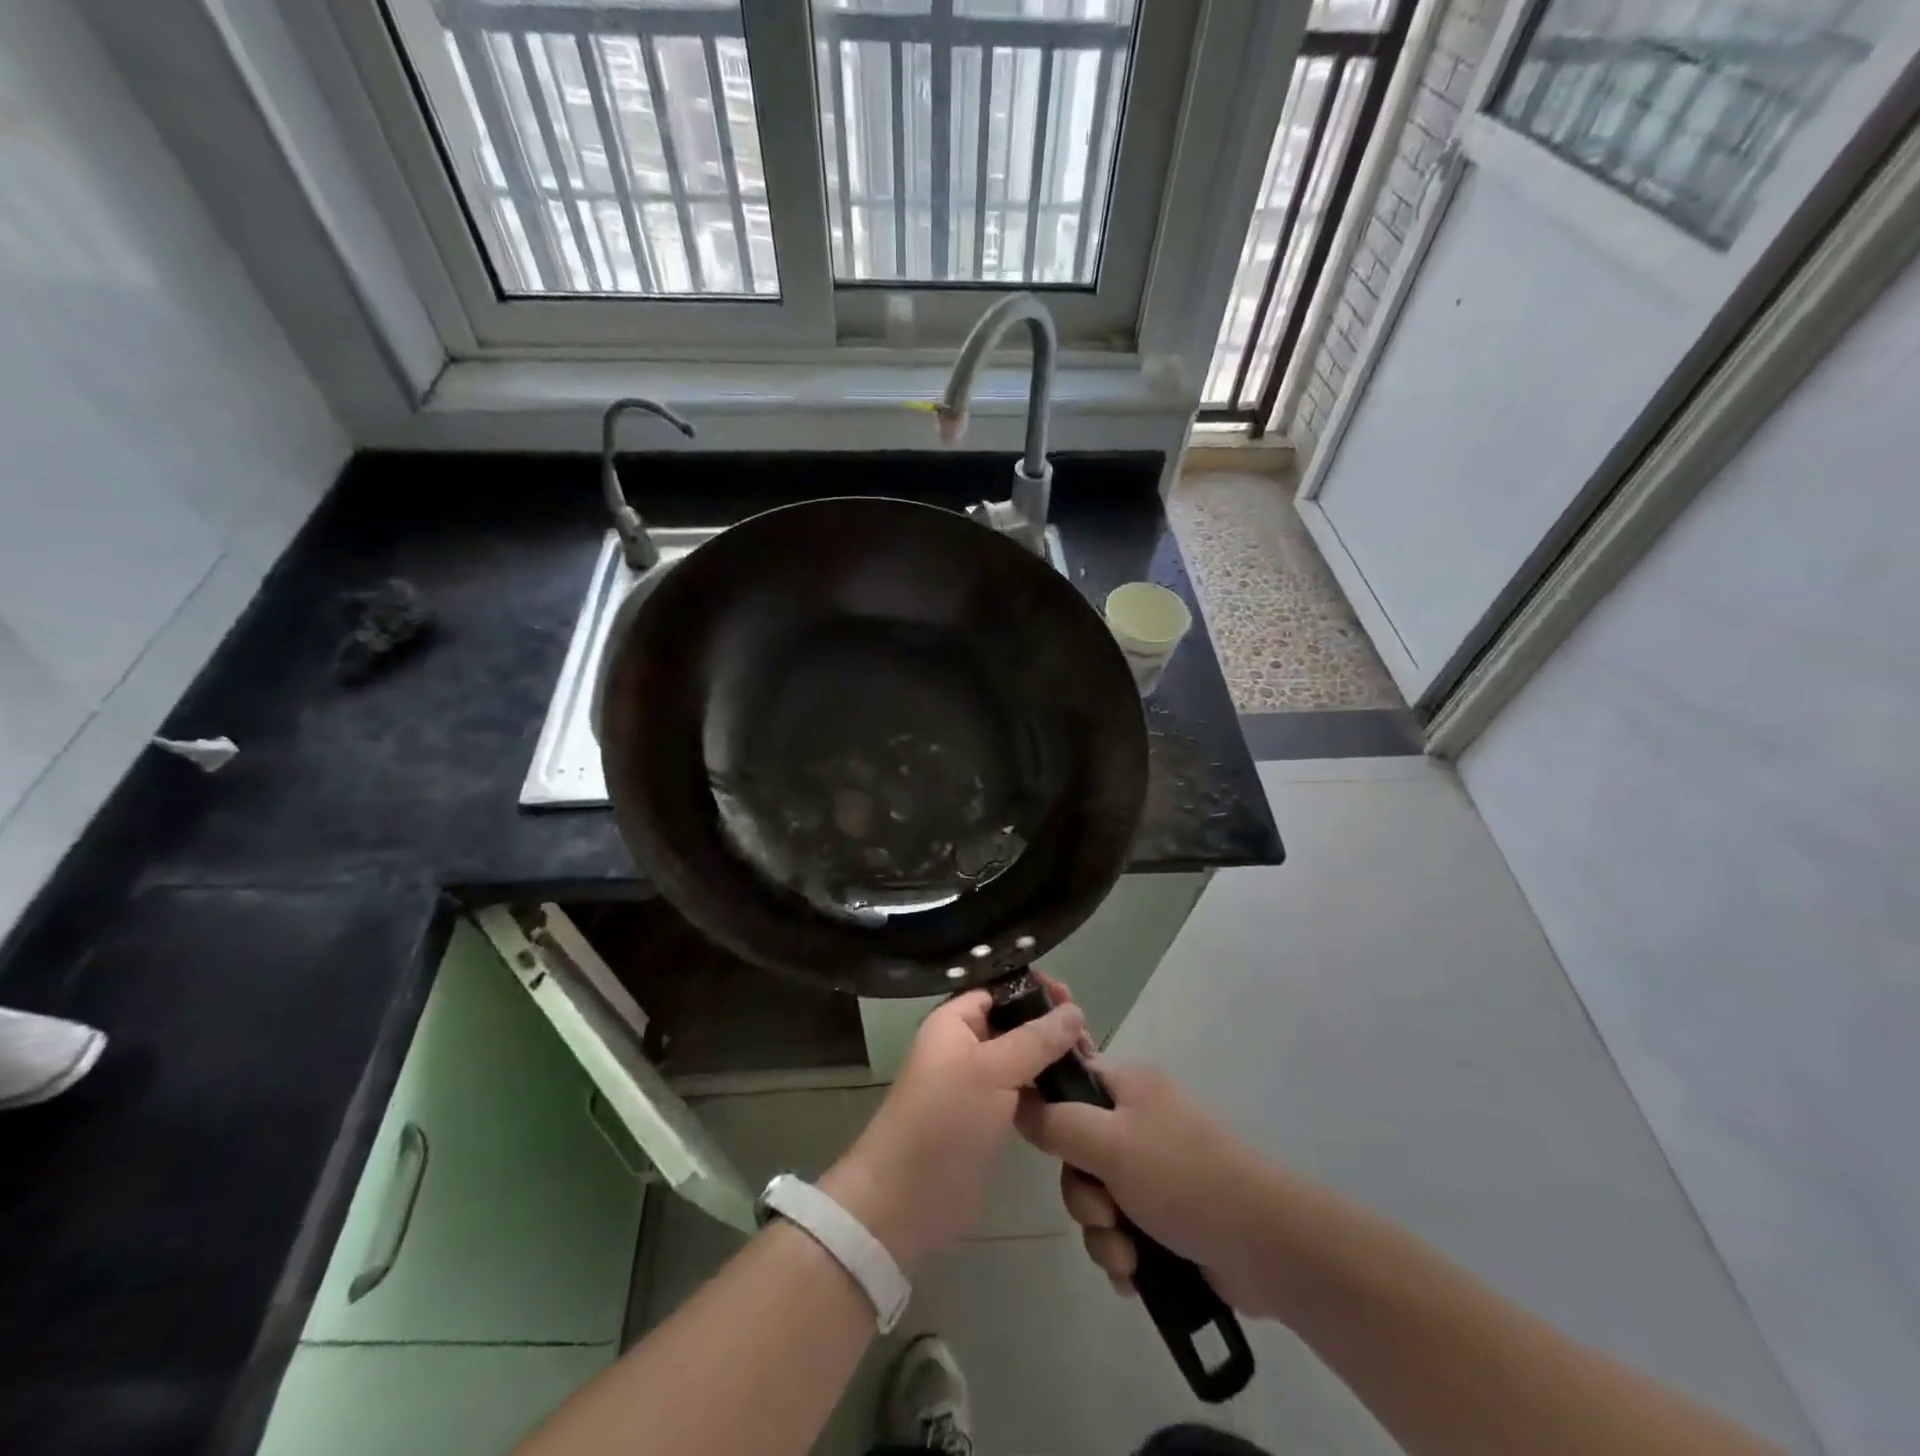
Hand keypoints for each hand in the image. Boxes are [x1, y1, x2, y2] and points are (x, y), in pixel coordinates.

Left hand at [821, 990, 1085, 1270]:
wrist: (907, 1199)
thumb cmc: (945, 1120)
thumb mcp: (993, 1070)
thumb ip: (1036, 1039)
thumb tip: (1076, 1009)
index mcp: (954, 1021)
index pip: (998, 989)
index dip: (1033, 989)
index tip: (1072, 998)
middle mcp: (964, 1045)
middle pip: (1013, 1022)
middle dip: (1049, 1025)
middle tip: (1089, 1039)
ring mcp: (976, 1083)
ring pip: (1021, 1057)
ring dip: (1051, 1058)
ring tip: (1089, 1063)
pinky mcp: (988, 1117)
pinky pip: (1021, 1089)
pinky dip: (1044, 1088)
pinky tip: (1074, 1092)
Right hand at [1016, 1060, 1289, 1318]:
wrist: (1265, 1245)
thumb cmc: (1182, 1177)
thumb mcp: (1110, 1143)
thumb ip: (1056, 1122)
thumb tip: (1017, 1102)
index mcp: (1129, 1087)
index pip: (1070, 1081)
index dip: (1050, 1109)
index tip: (1045, 1144)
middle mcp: (1138, 1122)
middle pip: (1077, 1150)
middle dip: (1082, 1195)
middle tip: (1103, 1214)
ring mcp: (1153, 1171)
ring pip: (1096, 1198)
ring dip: (1102, 1234)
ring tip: (1127, 1257)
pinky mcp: (1166, 1217)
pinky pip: (1120, 1231)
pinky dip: (1123, 1254)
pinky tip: (1136, 1276)